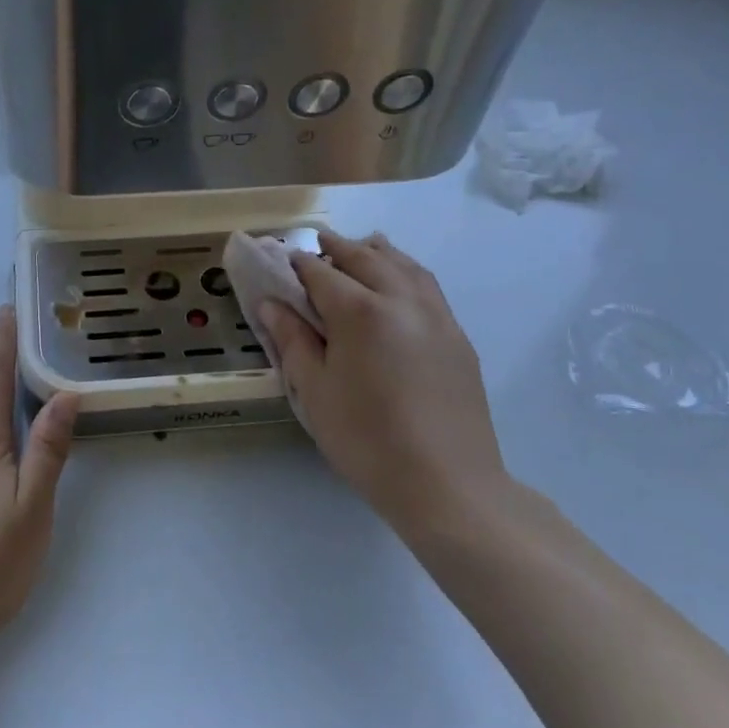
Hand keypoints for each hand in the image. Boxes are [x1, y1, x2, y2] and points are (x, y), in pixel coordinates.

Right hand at [255, 233, 509, 546]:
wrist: (447, 485)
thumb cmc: (367, 440)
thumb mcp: (315, 391)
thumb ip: (292, 340)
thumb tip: (270, 303)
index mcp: (360, 312)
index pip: (321, 273)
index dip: (298, 264)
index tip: (282, 261)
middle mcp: (401, 300)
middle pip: (365, 258)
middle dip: (337, 247)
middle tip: (317, 242)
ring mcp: (436, 316)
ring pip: (404, 265)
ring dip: (377, 252)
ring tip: (361, 247)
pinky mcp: (457, 337)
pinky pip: (427, 287)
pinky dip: (406, 271)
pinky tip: (399, 283)